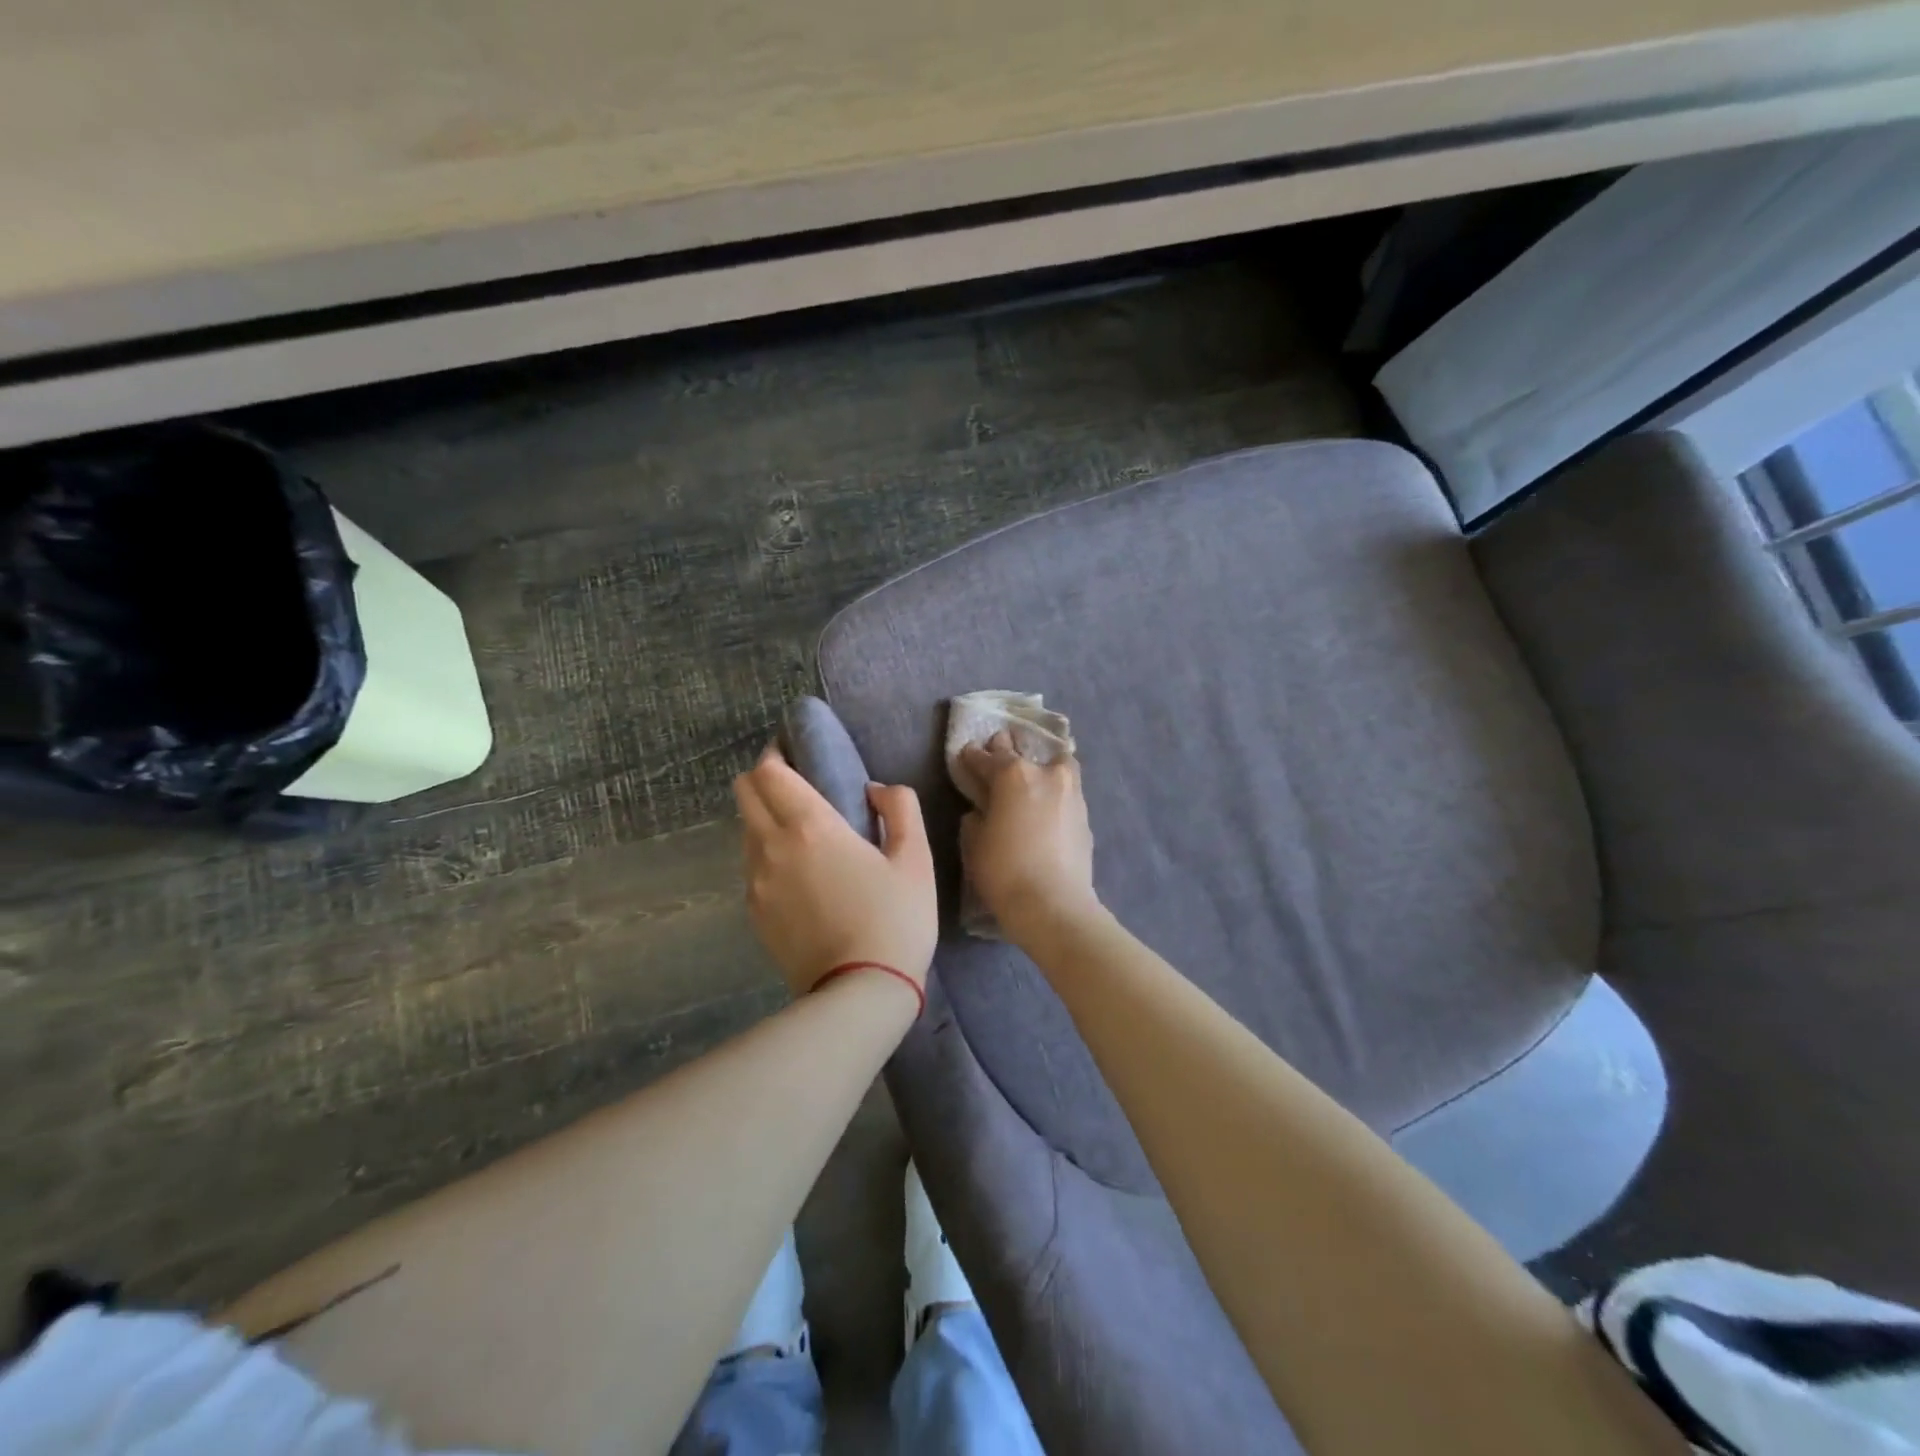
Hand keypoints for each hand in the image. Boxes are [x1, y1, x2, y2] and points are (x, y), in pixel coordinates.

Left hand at [734, 745, 938, 996]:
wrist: (860, 993)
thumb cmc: (895, 919)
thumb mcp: (916, 858)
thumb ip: (900, 807)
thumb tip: (874, 790)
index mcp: (810, 827)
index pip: (769, 772)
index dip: (777, 754)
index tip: (796, 753)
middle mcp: (772, 847)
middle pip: (744, 792)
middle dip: (764, 779)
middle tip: (796, 785)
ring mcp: (756, 882)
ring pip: (745, 829)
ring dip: (764, 817)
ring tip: (801, 832)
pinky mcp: (753, 912)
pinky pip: (751, 865)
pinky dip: (766, 853)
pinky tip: (798, 873)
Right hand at [958, 731, 1098, 939]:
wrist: (1054, 905)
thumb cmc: (1004, 871)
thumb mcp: (974, 843)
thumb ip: (976, 818)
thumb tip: (983, 812)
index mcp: (1013, 774)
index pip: (987, 757)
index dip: (973, 756)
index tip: (967, 753)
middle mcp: (1046, 773)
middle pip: (1024, 753)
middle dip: (1008, 749)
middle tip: (999, 749)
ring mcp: (1071, 792)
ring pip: (1057, 763)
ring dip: (1042, 763)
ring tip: (1033, 772)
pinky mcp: (1086, 815)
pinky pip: (1068, 789)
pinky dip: (1055, 789)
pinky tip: (1048, 801)